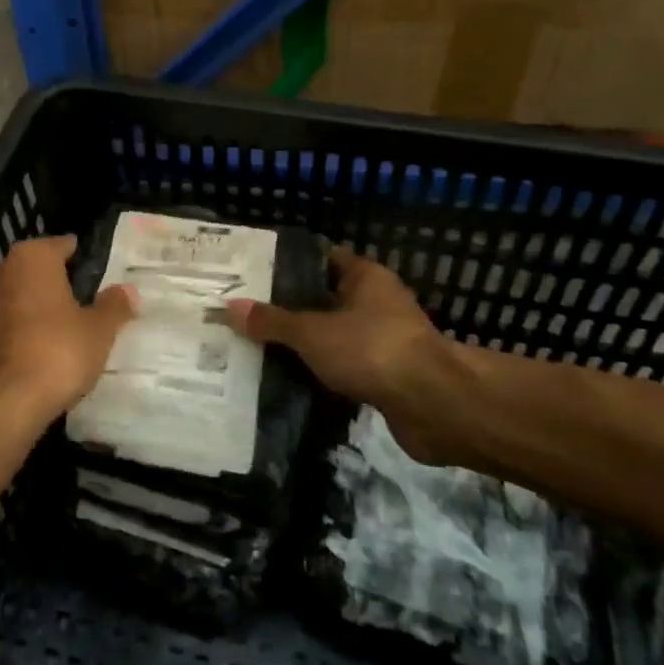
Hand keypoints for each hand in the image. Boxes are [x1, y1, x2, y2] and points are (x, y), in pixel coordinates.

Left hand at [0, 235, 137, 426]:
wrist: (4, 405)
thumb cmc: (58, 352)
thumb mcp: (99, 330)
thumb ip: (114, 305)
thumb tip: (128, 290)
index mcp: (32, 257)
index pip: (64, 245)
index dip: (84, 261)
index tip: (100, 278)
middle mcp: (1, 270)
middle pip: (38, 269)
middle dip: (58, 282)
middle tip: (87, 304)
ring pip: (19, 294)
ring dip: (38, 306)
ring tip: (66, 329)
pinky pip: (6, 321)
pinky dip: (22, 329)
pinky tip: (41, 349)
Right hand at [227, 246, 450, 459]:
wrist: (433, 405)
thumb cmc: (371, 349)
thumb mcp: (312, 332)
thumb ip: (272, 321)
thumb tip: (230, 307)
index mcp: (364, 276)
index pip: (321, 259)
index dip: (289, 265)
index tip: (253, 275)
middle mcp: (376, 302)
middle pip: (325, 299)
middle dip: (290, 309)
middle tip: (247, 315)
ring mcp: (383, 340)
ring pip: (334, 336)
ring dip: (306, 345)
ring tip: (259, 348)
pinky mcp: (386, 375)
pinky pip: (344, 367)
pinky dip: (321, 373)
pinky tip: (289, 381)